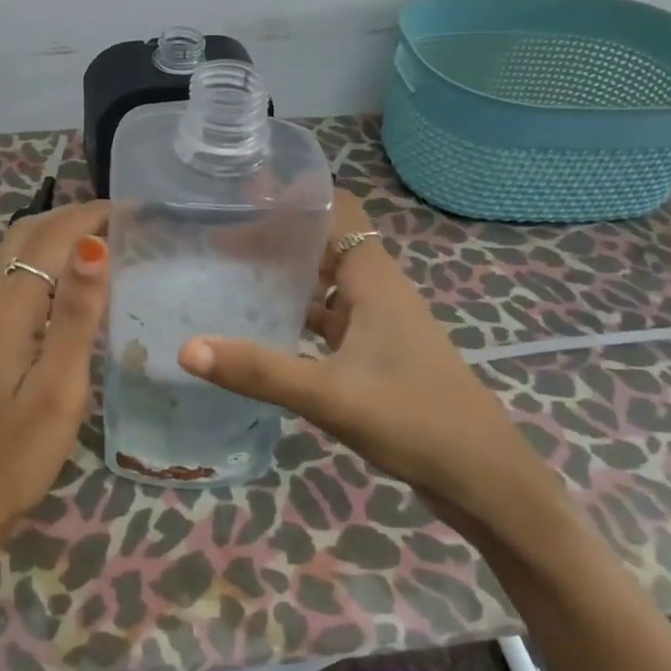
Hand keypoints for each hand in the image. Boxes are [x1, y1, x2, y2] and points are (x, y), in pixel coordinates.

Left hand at [0, 200, 109, 526]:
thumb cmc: (17, 454)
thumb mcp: (59, 387)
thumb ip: (77, 315)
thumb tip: (94, 245)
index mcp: (8, 308)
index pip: (50, 237)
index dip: (91, 215)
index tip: (139, 212)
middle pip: (26, 235)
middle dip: (74, 217)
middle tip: (127, 223)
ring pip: (17, 256)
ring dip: (58, 237)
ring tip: (108, 245)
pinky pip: (16, 281)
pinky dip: (47, 264)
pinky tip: (75, 289)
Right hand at [176, 190, 544, 527]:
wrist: (483, 479)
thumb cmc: (415, 420)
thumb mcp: (330, 395)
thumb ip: (259, 371)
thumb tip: (187, 348)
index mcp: (375, 281)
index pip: (338, 211)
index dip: (296, 196)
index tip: (244, 192)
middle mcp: (378, 292)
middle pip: (326, 244)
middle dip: (278, 235)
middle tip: (218, 233)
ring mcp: (380, 325)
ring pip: (327, 283)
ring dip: (287, 275)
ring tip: (231, 272)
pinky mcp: (378, 355)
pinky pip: (330, 319)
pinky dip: (299, 314)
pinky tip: (265, 329)